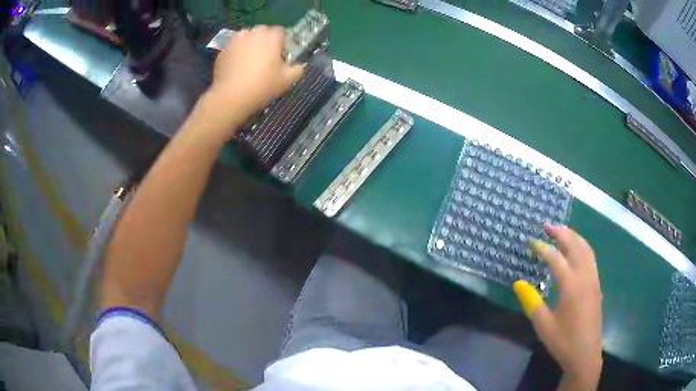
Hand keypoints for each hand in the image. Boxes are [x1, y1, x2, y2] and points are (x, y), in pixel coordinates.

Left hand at [207, 25, 303, 126]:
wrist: (231, 96)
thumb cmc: (262, 86)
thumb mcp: (287, 80)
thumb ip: (296, 69)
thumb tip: (298, 66)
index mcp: (271, 36)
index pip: (280, 31)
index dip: (282, 42)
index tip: (281, 55)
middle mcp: (253, 33)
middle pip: (262, 32)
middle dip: (264, 41)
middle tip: (265, 58)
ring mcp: (235, 40)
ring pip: (246, 37)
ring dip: (249, 45)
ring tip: (249, 61)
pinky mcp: (223, 50)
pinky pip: (233, 48)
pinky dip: (236, 54)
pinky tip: (237, 68)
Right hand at [514, 224, 602, 388]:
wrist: (585, 354)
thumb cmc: (563, 341)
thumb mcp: (543, 324)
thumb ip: (531, 301)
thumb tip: (518, 283)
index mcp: (571, 285)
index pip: (555, 258)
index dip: (542, 247)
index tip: (531, 240)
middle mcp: (584, 276)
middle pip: (575, 245)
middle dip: (561, 233)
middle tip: (547, 225)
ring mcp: (593, 279)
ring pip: (586, 248)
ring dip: (573, 236)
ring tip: (561, 231)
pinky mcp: (596, 285)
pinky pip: (590, 257)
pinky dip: (582, 246)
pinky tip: (576, 250)